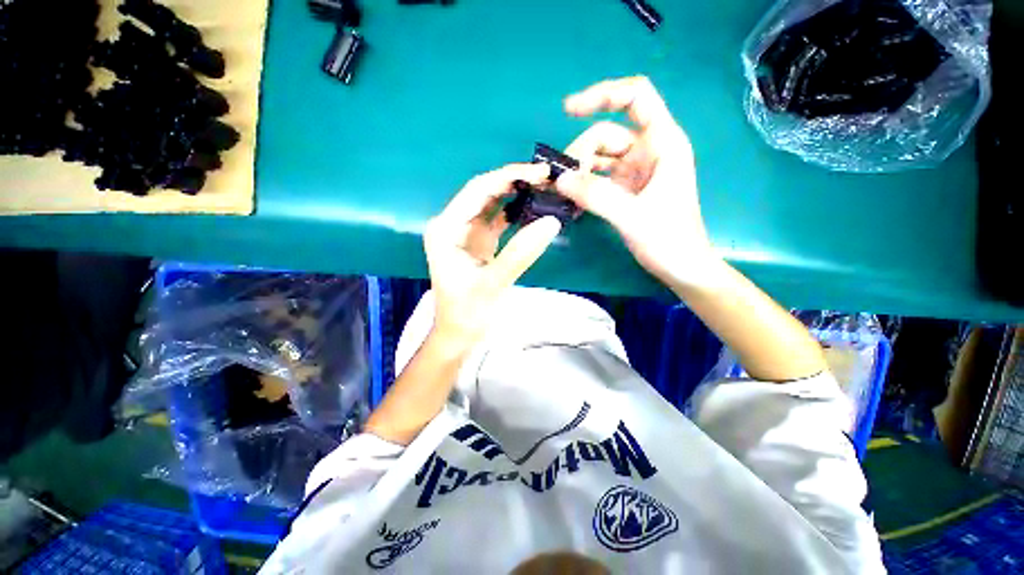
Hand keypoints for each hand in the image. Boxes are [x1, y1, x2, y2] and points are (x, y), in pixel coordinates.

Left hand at [424, 164, 561, 351]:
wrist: (459, 335)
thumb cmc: (467, 313)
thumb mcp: (493, 284)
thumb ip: (520, 253)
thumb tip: (551, 222)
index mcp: (446, 229)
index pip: (478, 191)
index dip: (508, 176)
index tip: (540, 172)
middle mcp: (453, 225)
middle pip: (485, 193)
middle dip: (515, 181)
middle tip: (547, 177)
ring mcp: (467, 233)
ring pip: (493, 204)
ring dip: (517, 195)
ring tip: (545, 188)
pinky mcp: (479, 243)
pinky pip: (499, 220)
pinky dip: (516, 213)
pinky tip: (534, 209)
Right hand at [555, 76, 721, 288]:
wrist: (680, 267)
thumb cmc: (669, 239)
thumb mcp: (632, 215)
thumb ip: (596, 195)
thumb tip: (560, 179)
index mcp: (663, 143)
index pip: (635, 97)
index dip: (602, 95)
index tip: (568, 111)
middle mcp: (648, 151)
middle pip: (605, 134)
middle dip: (581, 154)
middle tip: (562, 182)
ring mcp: (636, 171)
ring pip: (598, 158)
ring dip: (578, 172)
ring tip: (562, 193)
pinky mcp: (626, 189)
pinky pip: (599, 178)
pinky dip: (584, 185)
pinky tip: (571, 200)